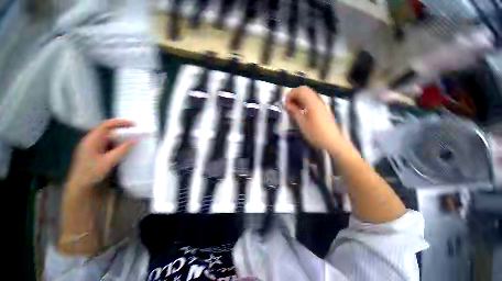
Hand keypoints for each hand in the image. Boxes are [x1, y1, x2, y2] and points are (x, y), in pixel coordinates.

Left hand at [66, 119, 136, 193]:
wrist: (79, 186)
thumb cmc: (92, 173)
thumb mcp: (108, 162)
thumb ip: (122, 150)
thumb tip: (135, 140)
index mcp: (92, 140)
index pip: (106, 126)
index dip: (120, 123)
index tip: (134, 124)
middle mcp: (91, 140)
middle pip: (107, 130)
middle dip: (121, 128)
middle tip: (135, 130)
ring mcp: (92, 146)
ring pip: (107, 137)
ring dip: (119, 136)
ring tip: (132, 137)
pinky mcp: (95, 152)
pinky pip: (107, 143)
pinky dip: (117, 142)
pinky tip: (123, 146)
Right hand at [285, 86, 342, 150]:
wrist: (332, 142)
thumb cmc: (315, 134)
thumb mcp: (302, 123)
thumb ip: (294, 111)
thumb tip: (287, 104)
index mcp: (312, 103)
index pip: (300, 90)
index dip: (290, 95)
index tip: (285, 104)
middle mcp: (317, 100)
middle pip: (304, 90)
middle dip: (294, 95)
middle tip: (288, 105)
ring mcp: (321, 104)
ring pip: (308, 95)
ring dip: (299, 98)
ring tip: (293, 109)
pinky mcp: (322, 109)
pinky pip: (311, 100)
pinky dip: (304, 102)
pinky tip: (301, 111)